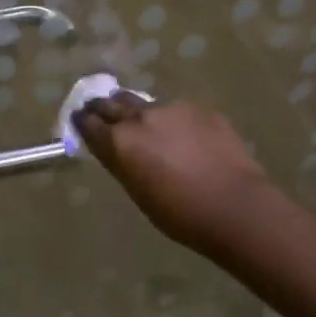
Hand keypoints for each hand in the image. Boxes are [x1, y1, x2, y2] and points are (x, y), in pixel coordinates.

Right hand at [72, 94, 271, 255]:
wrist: (235, 205)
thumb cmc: (180, 213)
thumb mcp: (138, 192)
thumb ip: (122, 163)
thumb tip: (115, 149)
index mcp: (120, 141)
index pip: (89, 123)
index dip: (82, 123)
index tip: (80, 122)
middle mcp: (141, 117)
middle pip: (112, 103)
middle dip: (103, 108)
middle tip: (100, 113)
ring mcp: (173, 109)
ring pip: (145, 104)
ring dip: (138, 113)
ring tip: (144, 125)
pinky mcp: (201, 109)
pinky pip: (177, 111)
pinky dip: (172, 121)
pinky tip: (184, 137)